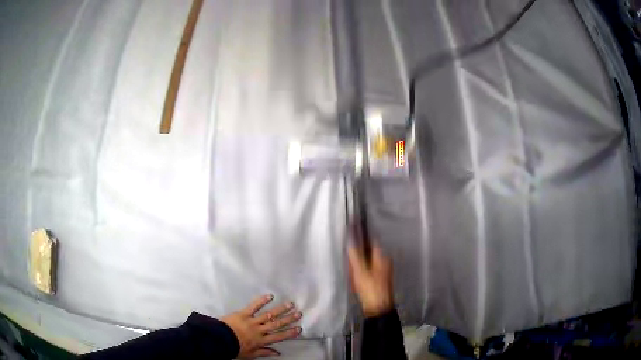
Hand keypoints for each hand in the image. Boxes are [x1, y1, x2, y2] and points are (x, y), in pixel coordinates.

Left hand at [221, 294, 301, 357]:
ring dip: (280, 309)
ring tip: (290, 304)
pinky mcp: (243, 314)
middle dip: (288, 319)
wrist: (219, 340)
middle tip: (299, 313)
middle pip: (276, 324)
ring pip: (268, 315)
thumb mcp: (250, 354)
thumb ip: (264, 352)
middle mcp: (259, 330)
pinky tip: (270, 296)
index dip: (289, 333)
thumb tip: (278, 353)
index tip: (299, 328)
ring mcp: (252, 321)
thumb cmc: (235, 348)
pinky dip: (261, 301)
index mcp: (261, 341)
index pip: (278, 336)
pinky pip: (254, 306)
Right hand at [348, 243, 393, 317]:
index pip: (371, 242)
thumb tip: (350, 242)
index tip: (350, 245)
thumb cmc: (370, 288)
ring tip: (352, 276)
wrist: (378, 309)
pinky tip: (355, 282)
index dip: (360, 242)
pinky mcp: (378, 280)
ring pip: (366, 264)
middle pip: (368, 254)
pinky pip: (367, 273)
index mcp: (382, 257)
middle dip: (357, 258)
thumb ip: (354, 255)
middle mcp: (384, 262)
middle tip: (350, 266)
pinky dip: (360, 275)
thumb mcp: (360, 271)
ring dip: (357, 268)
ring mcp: (382, 272)